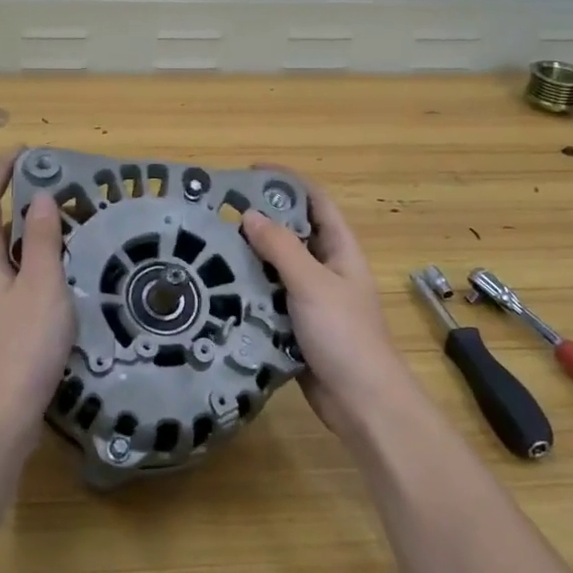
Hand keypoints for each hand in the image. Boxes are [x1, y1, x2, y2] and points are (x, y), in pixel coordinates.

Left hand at [0, 152, 76, 445]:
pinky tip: (65, 272)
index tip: (27, 152)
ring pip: (6, 252)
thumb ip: (42, 240)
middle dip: (20, 198)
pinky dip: (36, 261)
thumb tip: (42, 198)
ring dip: (31, 232)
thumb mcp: (41, 286)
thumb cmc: (21, 347)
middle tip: (62, 188)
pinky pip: (15, 276)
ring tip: (71, 223)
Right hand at [241, 179, 417, 439]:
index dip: (287, 181)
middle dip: (260, 219)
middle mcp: (326, 268)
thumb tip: (249, 215)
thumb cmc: (344, 333)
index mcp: (340, 249)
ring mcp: (311, 298)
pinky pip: (269, 297)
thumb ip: (280, 248)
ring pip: (277, 266)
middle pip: (292, 232)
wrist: (361, 401)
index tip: (249, 172)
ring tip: (210, 245)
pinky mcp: (296, 325)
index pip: (315, 201)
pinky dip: (249, 290)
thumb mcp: (311, 283)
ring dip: (250, 256)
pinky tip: (220, 287)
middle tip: (219, 212)